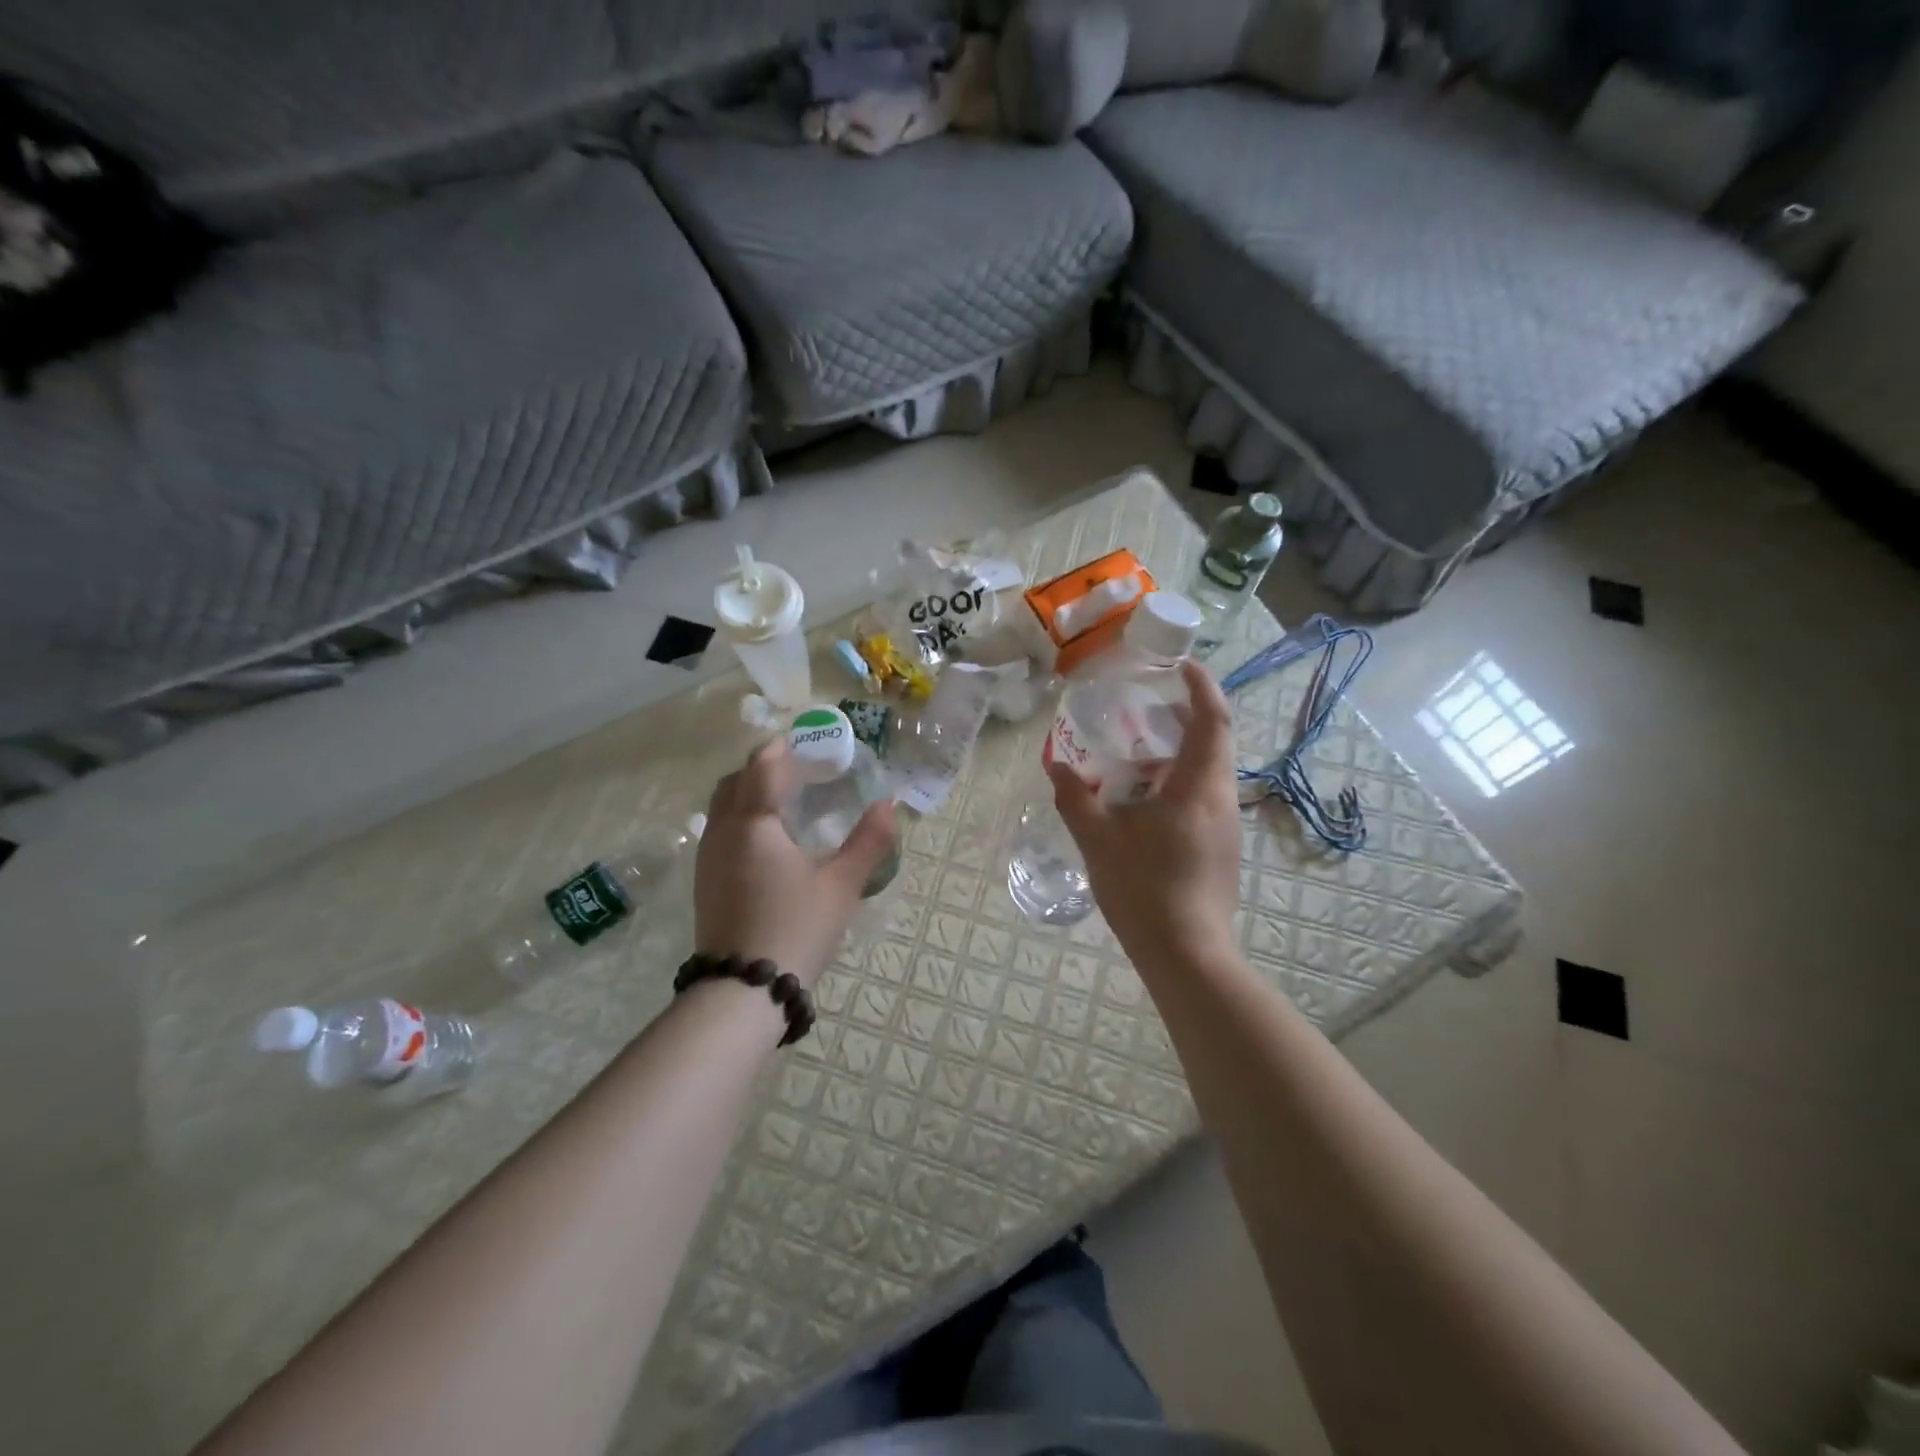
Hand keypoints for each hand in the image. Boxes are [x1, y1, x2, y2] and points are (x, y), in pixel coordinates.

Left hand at [695, 739, 897, 986]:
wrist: (743, 990)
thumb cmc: (796, 929)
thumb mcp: (842, 885)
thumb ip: (869, 841)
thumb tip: (890, 804)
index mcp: (754, 823)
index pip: (763, 765)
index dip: (786, 748)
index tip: (811, 742)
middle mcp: (723, 831)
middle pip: (736, 780)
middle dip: (765, 766)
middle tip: (802, 771)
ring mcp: (708, 856)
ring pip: (723, 805)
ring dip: (750, 791)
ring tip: (788, 802)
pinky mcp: (705, 880)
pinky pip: (720, 829)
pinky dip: (742, 817)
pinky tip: (770, 840)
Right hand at [1048, 661, 1242, 963]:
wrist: (1187, 954)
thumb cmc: (1144, 889)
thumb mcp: (1098, 839)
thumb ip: (1075, 797)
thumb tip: (1056, 765)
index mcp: (1198, 786)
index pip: (1212, 718)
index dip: (1201, 686)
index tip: (1181, 664)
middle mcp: (1221, 798)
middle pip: (1215, 740)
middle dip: (1186, 716)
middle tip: (1147, 706)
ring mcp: (1226, 826)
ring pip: (1210, 771)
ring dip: (1181, 751)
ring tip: (1138, 750)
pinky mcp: (1222, 848)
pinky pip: (1205, 796)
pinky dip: (1180, 780)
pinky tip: (1145, 799)